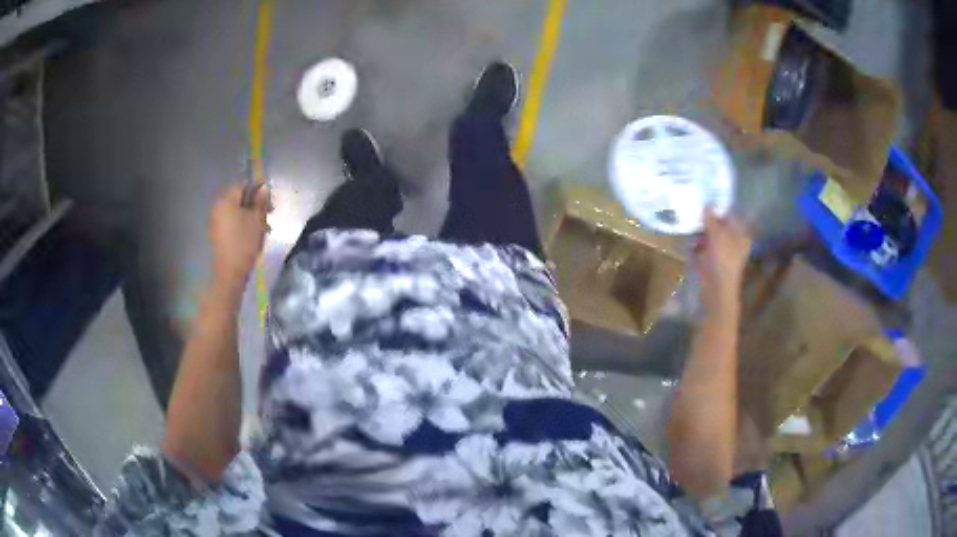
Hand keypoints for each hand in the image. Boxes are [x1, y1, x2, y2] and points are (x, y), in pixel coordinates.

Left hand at [209, 183, 270, 290]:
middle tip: (269, 212)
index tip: (269, 196)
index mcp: (226, 200)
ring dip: (249, 214)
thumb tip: (263, 187)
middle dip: (254, 202)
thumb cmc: (244, 243)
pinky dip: (242, 222)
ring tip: (264, 226)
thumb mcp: (257, 220)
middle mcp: (217, 207)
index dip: (257, 187)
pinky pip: (231, 221)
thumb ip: (260, 201)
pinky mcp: (216, 233)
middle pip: (238, 198)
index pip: (242, 185)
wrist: (229, 272)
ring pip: (235, 210)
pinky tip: (253, 233)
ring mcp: (215, 221)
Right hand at [693, 208, 751, 315]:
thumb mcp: (717, 235)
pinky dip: (696, 244)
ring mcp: (722, 253)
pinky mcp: (711, 262)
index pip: (731, 215)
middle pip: (720, 225)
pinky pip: (703, 248)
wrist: (716, 290)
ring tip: (689, 222)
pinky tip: (689, 240)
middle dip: (708, 219)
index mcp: (740, 235)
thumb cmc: (722, 261)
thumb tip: (706, 204)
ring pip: (710, 236)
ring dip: (700, 231)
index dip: (720, 207)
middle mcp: (733, 242)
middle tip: (695, 208)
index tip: (707, 197)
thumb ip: (711, 219)